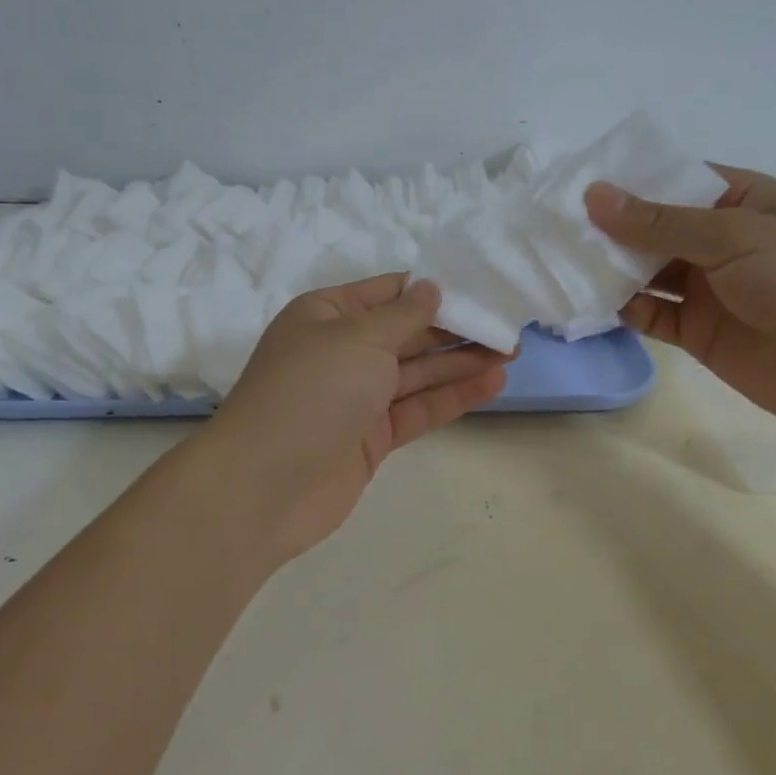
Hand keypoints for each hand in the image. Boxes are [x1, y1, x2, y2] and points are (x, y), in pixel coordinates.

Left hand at [202, 274, 508, 563]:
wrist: (264, 486)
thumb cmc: (310, 392)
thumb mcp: (359, 338)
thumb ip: (403, 315)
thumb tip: (430, 288)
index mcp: (328, 314)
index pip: (389, 293)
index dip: (434, 291)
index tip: (480, 291)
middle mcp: (343, 350)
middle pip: (408, 333)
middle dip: (456, 329)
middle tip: (507, 328)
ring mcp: (358, 396)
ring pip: (418, 372)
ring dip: (461, 362)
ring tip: (511, 353)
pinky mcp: (372, 436)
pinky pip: (418, 408)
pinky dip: (453, 396)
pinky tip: (491, 384)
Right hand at [585, 168, 775, 441]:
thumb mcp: (735, 237)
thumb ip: (660, 222)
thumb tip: (593, 196)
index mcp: (741, 200)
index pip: (674, 180)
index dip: (628, 181)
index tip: (574, 184)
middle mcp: (720, 240)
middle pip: (653, 227)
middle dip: (609, 227)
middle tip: (552, 225)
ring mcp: (707, 288)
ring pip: (646, 271)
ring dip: (609, 268)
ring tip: (559, 260)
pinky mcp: (697, 332)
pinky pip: (650, 313)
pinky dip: (621, 308)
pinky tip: (586, 301)